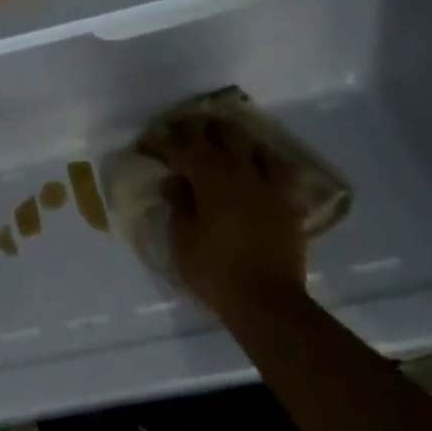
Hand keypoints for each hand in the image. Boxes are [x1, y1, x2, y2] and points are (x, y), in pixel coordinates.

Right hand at [143, 116, 307, 313]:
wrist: (267, 301)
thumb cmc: (214, 270)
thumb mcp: (182, 238)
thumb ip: (178, 202)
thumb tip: (174, 180)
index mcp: (209, 177)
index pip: (179, 147)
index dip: (159, 142)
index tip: (144, 143)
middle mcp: (239, 171)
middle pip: (218, 133)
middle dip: (196, 128)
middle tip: (179, 132)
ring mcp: (268, 185)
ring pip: (251, 144)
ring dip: (231, 138)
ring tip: (218, 140)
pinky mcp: (287, 201)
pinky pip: (276, 168)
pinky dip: (261, 160)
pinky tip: (256, 164)